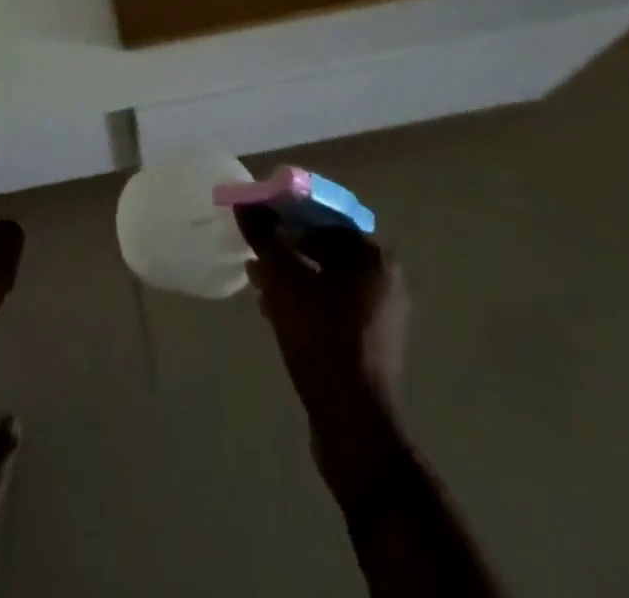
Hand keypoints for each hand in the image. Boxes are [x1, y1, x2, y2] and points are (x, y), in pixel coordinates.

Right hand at [235, 208, 407, 422]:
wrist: (355, 426)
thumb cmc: (322, 340)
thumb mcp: (284, 281)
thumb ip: (265, 236)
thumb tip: (245, 202)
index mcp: (371, 255)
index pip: (325, 213)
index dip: (288, 209)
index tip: (258, 215)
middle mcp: (383, 278)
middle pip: (325, 244)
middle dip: (287, 244)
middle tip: (255, 248)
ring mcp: (380, 312)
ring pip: (326, 276)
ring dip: (292, 273)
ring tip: (257, 280)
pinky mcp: (370, 341)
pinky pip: (332, 304)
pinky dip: (305, 299)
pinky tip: (274, 311)